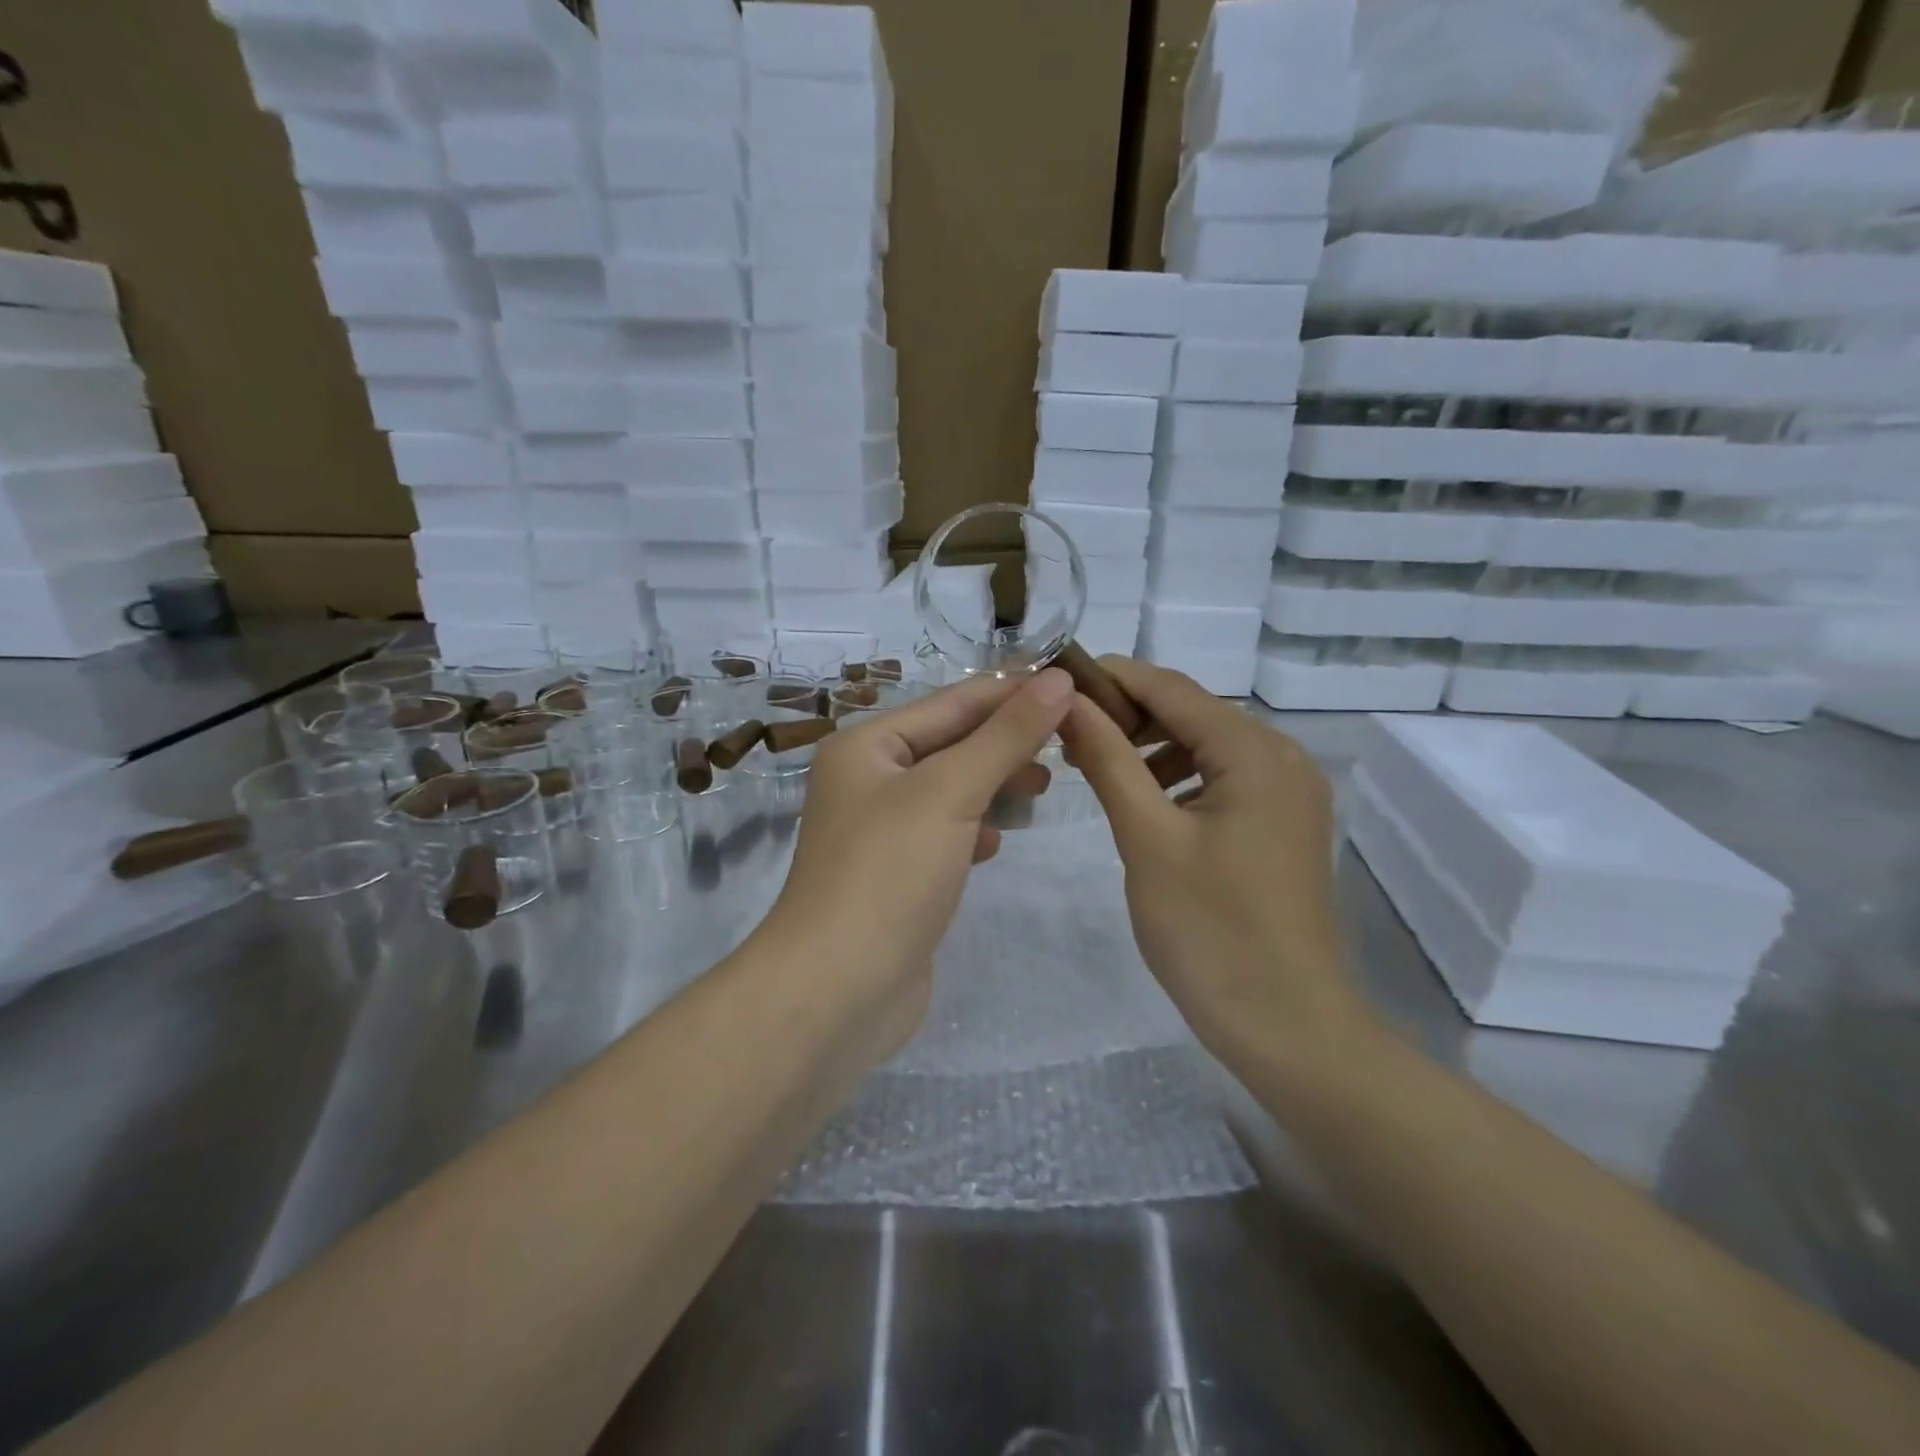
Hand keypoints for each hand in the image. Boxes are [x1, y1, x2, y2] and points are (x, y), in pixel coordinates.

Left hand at [764, 669, 1073, 1053]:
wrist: (837, 990)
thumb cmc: (888, 874)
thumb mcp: (950, 791)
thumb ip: (1006, 735)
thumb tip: (1057, 680)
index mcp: (867, 745)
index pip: (954, 701)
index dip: (1015, 692)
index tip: (1076, 688)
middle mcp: (869, 779)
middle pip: (952, 743)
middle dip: (1008, 741)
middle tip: (1070, 746)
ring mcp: (881, 830)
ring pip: (952, 789)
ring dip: (995, 784)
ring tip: (1043, 789)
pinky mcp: (896, 874)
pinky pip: (945, 833)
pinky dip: (974, 829)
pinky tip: (996, 843)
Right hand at [1058, 658, 1370, 1063]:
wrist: (1288, 1026)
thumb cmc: (1210, 930)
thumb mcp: (1147, 838)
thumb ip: (1109, 760)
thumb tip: (1068, 701)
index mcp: (1255, 752)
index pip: (1171, 688)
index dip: (1110, 677)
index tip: (1054, 681)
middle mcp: (1283, 757)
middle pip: (1192, 712)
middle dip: (1128, 716)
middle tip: (1066, 736)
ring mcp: (1290, 793)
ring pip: (1207, 746)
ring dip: (1151, 748)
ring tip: (1097, 769)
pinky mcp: (1284, 824)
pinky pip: (1224, 780)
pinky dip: (1180, 779)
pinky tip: (1146, 803)